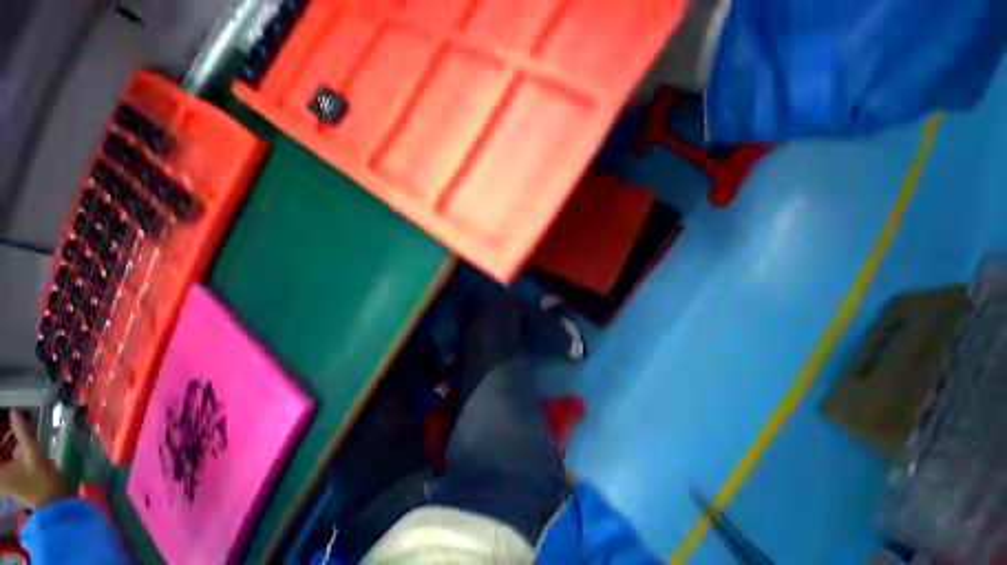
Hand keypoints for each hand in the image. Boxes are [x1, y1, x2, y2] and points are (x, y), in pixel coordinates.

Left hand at [0, 409, 67, 509]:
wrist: (53, 505)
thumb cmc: (42, 481)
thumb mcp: (34, 455)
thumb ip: (23, 433)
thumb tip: (13, 412)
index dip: (1, 430)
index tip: (5, 418)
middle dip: (3, 434)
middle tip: (10, 420)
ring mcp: (2, 478)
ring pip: (1, 453)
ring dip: (5, 440)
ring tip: (15, 427)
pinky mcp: (8, 477)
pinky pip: (4, 458)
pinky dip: (8, 447)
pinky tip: (18, 441)